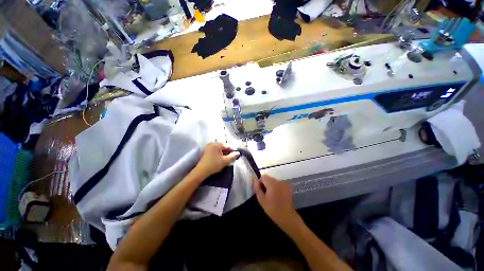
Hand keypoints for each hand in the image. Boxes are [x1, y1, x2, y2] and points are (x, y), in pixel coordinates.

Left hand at [194, 142, 239, 179]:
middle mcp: (212, 143)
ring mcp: (209, 147)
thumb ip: (232, 156)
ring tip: (229, 157)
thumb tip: (238, 153)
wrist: (201, 171)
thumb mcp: (225, 161)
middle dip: (229, 150)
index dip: (233, 149)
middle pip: (223, 146)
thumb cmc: (213, 165)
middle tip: (234, 155)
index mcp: (216, 144)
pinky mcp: (207, 151)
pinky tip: (223, 157)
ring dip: (225, 152)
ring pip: (220, 148)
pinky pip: (216, 150)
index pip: (227, 145)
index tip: (238, 153)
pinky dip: (220, 153)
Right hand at [253, 175, 302, 232]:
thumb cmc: (273, 209)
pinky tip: (275, 197)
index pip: (263, 176)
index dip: (259, 182)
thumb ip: (257, 188)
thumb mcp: (262, 200)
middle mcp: (278, 181)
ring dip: (270, 186)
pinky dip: (275, 188)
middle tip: (264, 194)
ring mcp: (283, 184)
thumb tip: (254, 181)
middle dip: (265, 184)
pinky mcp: (286, 188)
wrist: (287, 217)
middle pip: (268, 178)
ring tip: (270, 196)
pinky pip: (278, 184)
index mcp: (272, 183)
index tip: (259, 190)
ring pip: (273, 181)